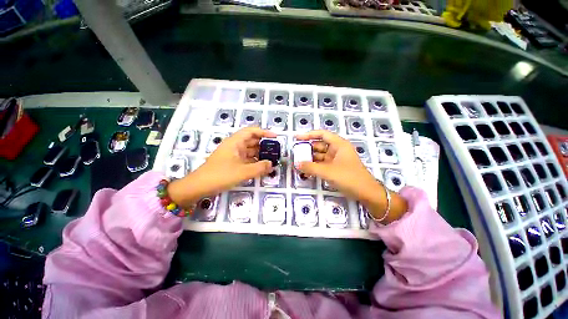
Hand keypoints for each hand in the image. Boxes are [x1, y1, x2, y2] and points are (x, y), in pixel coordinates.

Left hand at [168, 127, 275, 207]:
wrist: (199, 186)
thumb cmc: (220, 175)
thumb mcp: (243, 172)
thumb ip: (259, 168)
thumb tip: (272, 164)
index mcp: (235, 142)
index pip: (251, 131)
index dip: (264, 132)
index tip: (275, 137)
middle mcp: (234, 146)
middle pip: (251, 140)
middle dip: (264, 144)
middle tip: (275, 150)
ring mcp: (233, 154)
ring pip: (249, 150)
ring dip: (259, 153)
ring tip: (271, 158)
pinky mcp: (232, 162)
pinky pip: (246, 159)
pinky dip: (254, 161)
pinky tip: (261, 166)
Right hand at [295, 130, 406, 223]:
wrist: (366, 193)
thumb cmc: (349, 177)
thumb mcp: (328, 171)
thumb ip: (311, 167)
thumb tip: (296, 164)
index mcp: (339, 144)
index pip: (322, 134)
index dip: (308, 134)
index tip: (297, 138)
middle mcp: (337, 150)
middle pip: (319, 145)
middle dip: (307, 149)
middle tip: (295, 154)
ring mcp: (336, 159)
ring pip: (319, 156)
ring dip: (309, 159)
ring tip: (298, 164)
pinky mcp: (335, 168)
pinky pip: (322, 165)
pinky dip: (314, 167)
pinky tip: (306, 171)